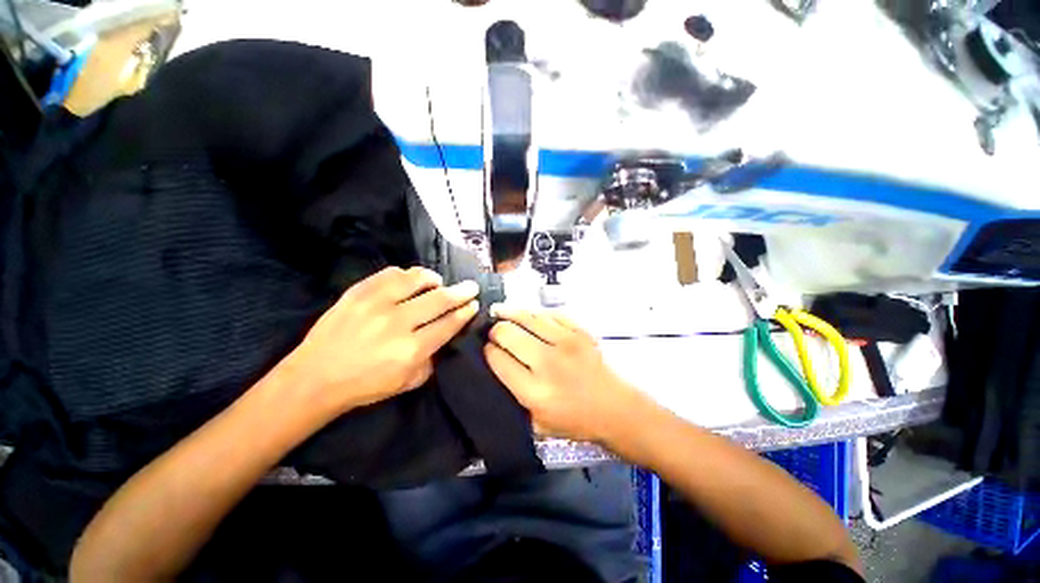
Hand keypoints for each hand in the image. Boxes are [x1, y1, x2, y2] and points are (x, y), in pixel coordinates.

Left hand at [284, 266, 478, 416]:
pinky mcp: (358, 292)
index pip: (449, 323)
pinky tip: (410, 281)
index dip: (465, 312)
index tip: (473, 304)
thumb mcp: (409, 382)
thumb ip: (432, 358)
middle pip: (440, 299)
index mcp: (412, 349)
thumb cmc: (365, 385)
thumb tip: (445, 333)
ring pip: (417, 279)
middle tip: (471, 286)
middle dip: (461, 291)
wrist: (315, 377)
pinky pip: (391, 273)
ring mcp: (376, 304)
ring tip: (438, 282)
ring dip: (434, 279)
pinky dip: (406, 275)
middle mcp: (398, 323)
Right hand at [484, 307, 648, 442]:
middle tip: (494, 334)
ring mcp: (566, 342)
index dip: (487, 351)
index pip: (498, 359)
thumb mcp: (537, 423)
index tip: (487, 350)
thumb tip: (496, 366)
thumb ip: (514, 397)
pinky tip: (527, 314)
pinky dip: (535, 313)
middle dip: (495, 331)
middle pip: (508, 333)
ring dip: (510, 313)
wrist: (616, 409)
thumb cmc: (576, 420)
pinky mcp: (580, 331)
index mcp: (535, 391)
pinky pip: (550, 313)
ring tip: (500, 312)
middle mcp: (548, 362)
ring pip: (527, 316)